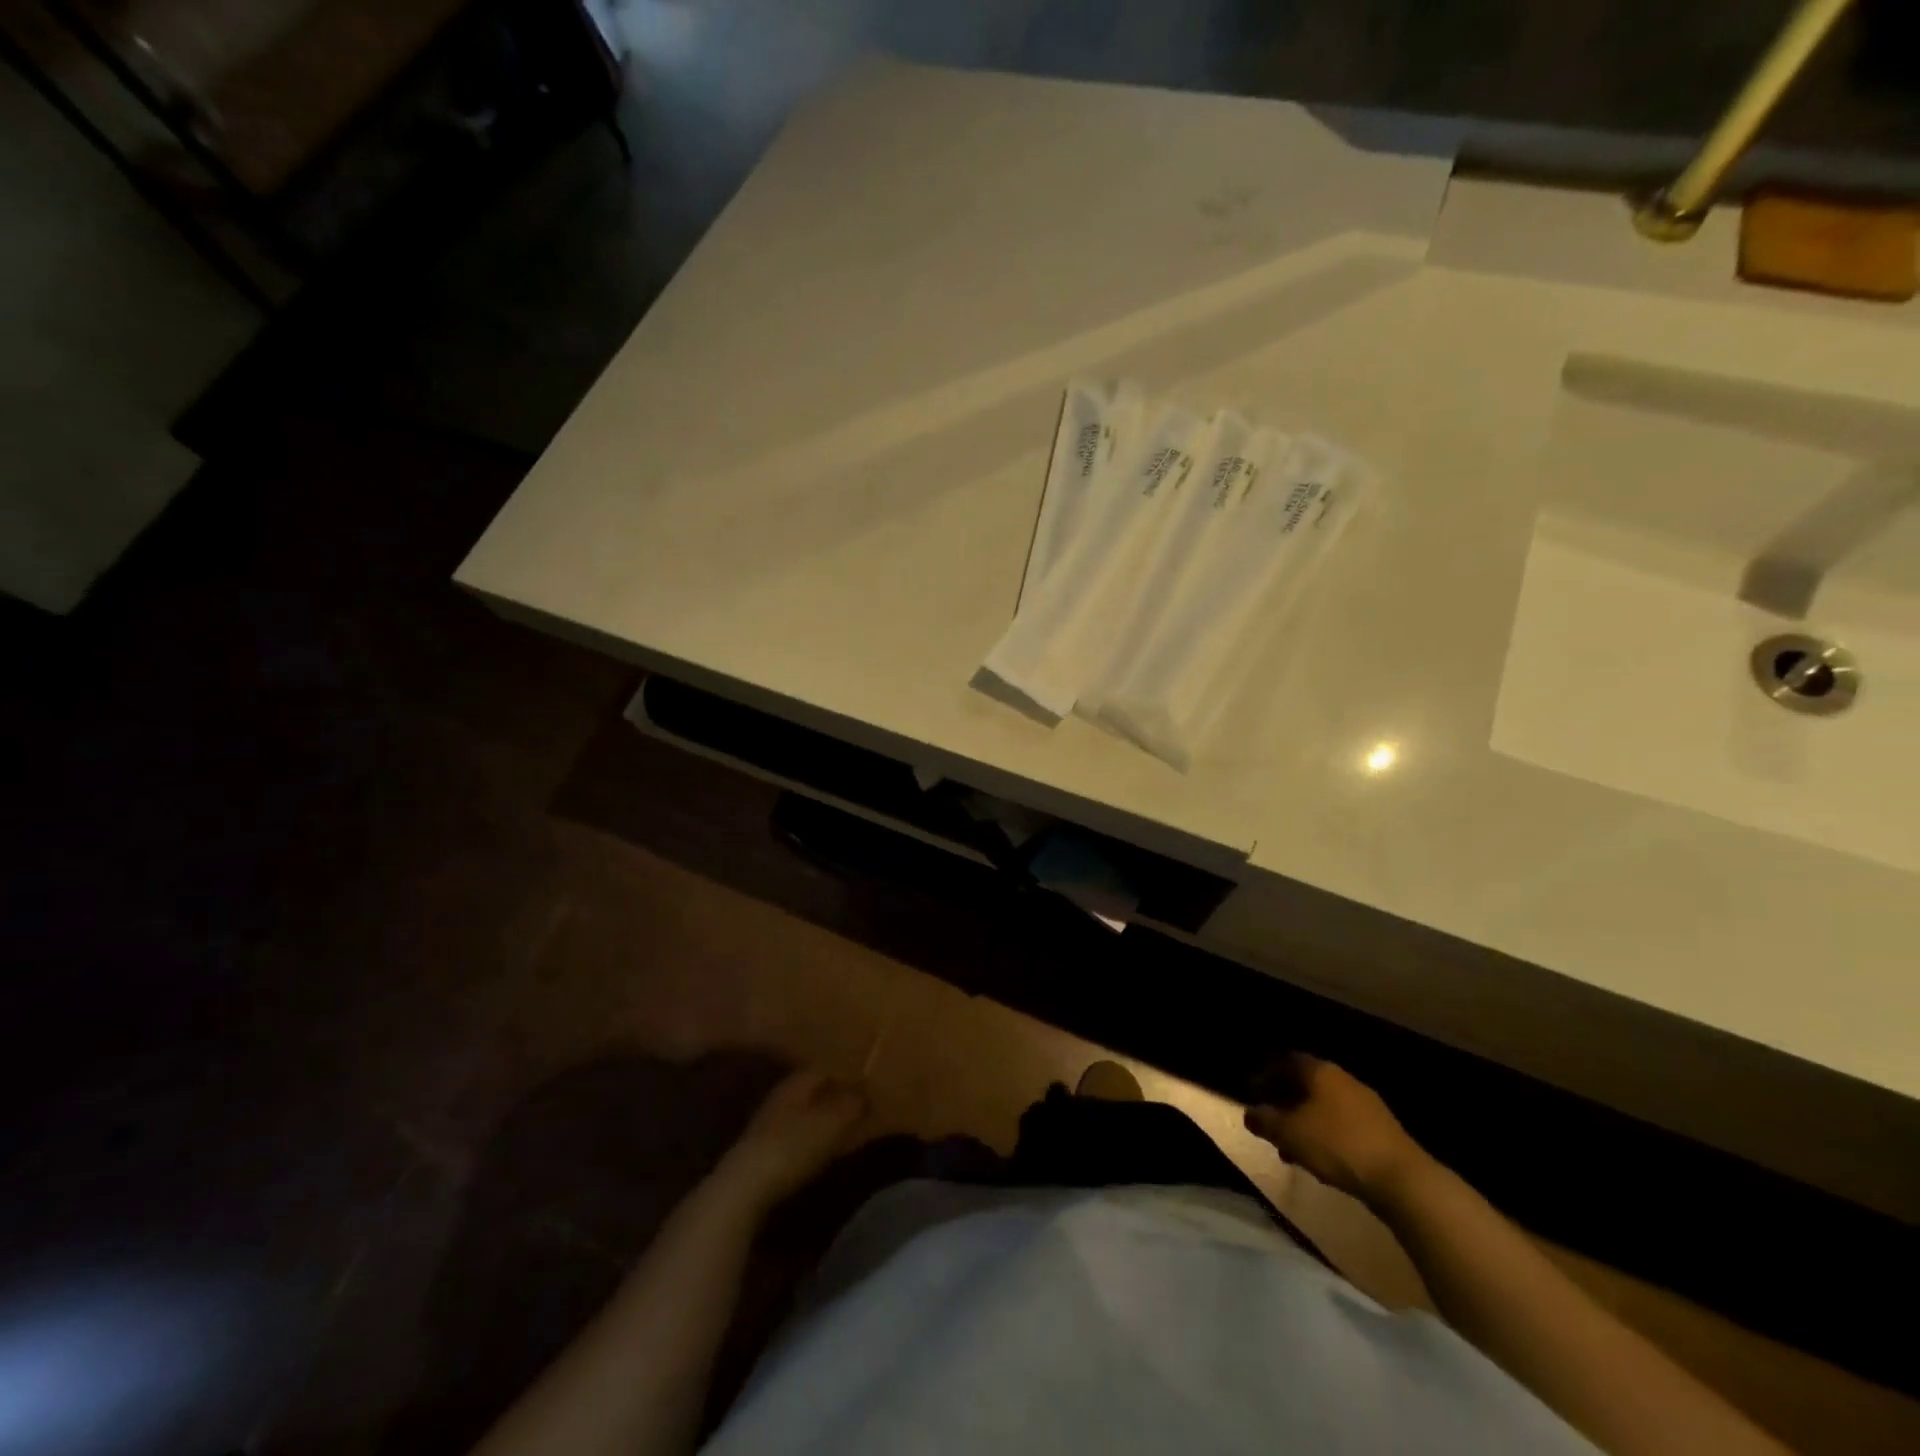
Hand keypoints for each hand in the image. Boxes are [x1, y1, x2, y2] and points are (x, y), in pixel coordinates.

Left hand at [714, 1069, 867, 1212]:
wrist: (744, 1191)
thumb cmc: (792, 1146)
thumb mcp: (831, 1122)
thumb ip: (852, 1103)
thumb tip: (866, 1091)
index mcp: (797, 1081)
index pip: (826, 1064)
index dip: (848, 1066)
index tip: (870, 1072)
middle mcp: (782, 1096)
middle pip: (816, 1088)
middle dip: (839, 1091)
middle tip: (866, 1096)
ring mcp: (771, 1124)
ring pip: (808, 1111)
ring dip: (828, 1115)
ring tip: (854, 1121)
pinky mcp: (767, 1152)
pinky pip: (801, 1135)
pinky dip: (818, 1136)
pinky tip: (831, 1146)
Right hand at [1243, 1054, 1423, 1204]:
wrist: (1402, 1179)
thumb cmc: (1338, 1145)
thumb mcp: (1290, 1134)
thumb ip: (1265, 1121)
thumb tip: (1249, 1113)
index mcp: (1320, 1071)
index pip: (1285, 1061)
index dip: (1266, 1075)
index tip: (1253, 1094)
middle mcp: (1343, 1079)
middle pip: (1305, 1084)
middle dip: (1285, 1102)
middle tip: (1270, 1122)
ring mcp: (1366, 1104)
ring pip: (1324, 1107)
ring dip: (1305, 1123)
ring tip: (1292, 1149)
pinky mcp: (1381, 1130)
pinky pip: (1343, 1125)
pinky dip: (1326, 1136)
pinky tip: (1321, 1160)